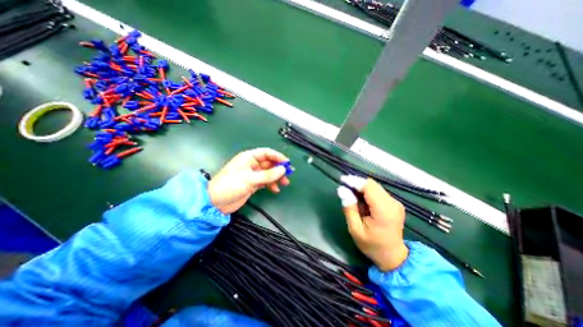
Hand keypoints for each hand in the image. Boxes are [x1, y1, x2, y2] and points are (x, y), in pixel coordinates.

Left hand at [209, 148, 290, 213]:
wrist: (216, 202)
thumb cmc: (230, 185)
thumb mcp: (250, 179)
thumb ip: (268, 175)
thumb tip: (283, 170)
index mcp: (249, 157)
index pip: (266, 153)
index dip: (277, 156)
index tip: (287, 163)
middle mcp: (252, 164)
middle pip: (269, 163)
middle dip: (279, 169)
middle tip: (288, 175)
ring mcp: (253, 174)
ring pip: (269, 173)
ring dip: (277, 177)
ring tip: (284, 183)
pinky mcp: (253, 183)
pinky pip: (266, 181)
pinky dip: (271, 184)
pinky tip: (274, 189)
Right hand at [340, 175, 406, 271]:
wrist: (393, 256)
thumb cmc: (372, 245)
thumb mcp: (355, 229)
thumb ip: (349, 208)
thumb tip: (342, 190)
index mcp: (384, 210)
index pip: (369, 187)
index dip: (355, 181)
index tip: (342, 180)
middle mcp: (392, 203)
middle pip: (372, 184)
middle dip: (357, 183)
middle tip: (344, 188)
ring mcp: (395, 202)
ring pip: (375, 186)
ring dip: (361, 187)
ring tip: (351, 195)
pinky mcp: (394, 203)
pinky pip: (378, 191)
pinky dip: (367, 192)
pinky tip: (360, 199)